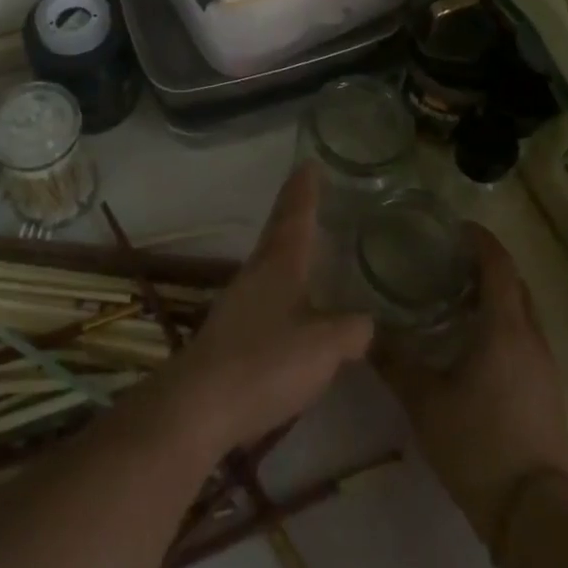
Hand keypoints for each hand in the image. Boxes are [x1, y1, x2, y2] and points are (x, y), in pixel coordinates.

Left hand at [160, 165, 373, 459]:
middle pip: (279, 232)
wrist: (200, 405)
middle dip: (296, 213)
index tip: (309, 162)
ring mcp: (239, 300)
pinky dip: (283, 286)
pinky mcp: (231, 330)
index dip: (304, 189)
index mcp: (279, 263)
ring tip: (310, 248)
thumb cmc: (265, 363)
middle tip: (314, 197)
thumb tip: (367, 322)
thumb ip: (350, 330)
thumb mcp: (322, 347)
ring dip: (288, 250)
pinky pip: (265, 294)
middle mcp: (256, 272)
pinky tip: (293, 306)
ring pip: (270, 262)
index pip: (295, 214)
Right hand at [376, 224, 567, 542]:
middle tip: (449, 260)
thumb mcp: (425, 401)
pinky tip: (475, 343)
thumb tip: (364, 331)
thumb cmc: (478, 444)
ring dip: (496, 297)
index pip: (499, 265)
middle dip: (487, 266)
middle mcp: (531, 338)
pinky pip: (526, 338)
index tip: (455, 228)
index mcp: (505, 328)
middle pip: (515, 284)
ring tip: (457, 297)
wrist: (534, 516)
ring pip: (523, 312)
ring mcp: (545, 366)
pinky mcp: (548, 391)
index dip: (480, 240)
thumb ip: (394, 361)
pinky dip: (504, 324)